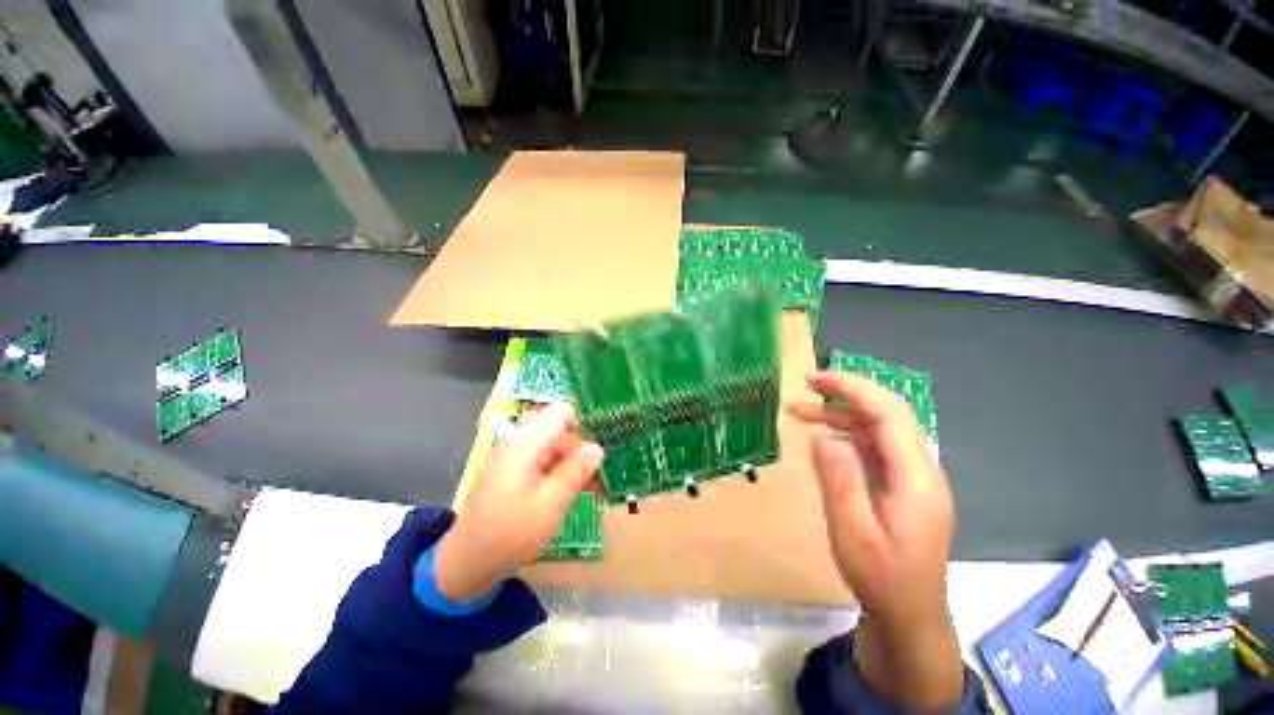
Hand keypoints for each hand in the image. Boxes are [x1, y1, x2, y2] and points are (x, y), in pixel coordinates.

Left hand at [434, 404, 603, 601]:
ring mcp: (516, 458)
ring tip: (598, 490)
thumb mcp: (549, 505)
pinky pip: (546, 463)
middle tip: (606, 477)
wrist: (466, 565)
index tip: (605, 444)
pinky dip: (563, 474)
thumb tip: (598, 447)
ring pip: (556, 449)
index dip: (585, 422)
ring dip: (577, 465)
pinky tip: (578, 492)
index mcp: (524, 443)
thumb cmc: (508, 534)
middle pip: (561, 432)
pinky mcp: (516, 473)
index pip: (561, 412)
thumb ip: (575, 472)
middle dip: (584, 451)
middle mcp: (519, 443)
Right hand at [789, 371, 962, 708]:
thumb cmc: (881, 578)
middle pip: (889, 414)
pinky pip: (876, 446)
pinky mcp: (903, 485)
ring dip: (843, 413)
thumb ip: (840, 480)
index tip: (816, 378)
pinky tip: (824, 437)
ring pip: (881, 428)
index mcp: (916, 477)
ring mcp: (915, 477)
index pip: (888, 413)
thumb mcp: (853, 532)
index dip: (853, 388)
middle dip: (847, 392)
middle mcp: (921, 469)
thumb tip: (823, 434)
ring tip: (802, 412)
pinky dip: (848, 433)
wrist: (909, 615)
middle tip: (806, 386)